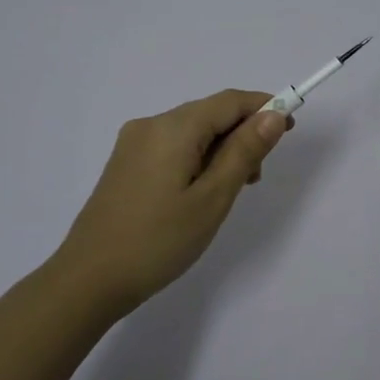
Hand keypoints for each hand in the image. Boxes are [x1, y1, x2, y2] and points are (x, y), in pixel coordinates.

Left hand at [52, 89, 293, 314]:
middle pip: (209, 114)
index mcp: (173, 127)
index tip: (290, 128)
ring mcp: (133, 144)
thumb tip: (274, 114)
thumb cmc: (159, 240)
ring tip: (233, 191)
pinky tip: (202, 192)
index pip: (229, 101)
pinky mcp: (125, 164)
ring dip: (220, 150)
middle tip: (258, 176)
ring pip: (191, 133)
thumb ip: (244, 152)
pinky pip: (172, 148)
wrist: (89, 279)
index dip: (264, 108)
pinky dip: (197, 160)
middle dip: (242, 134)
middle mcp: (150, 125)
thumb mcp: (212, 198)